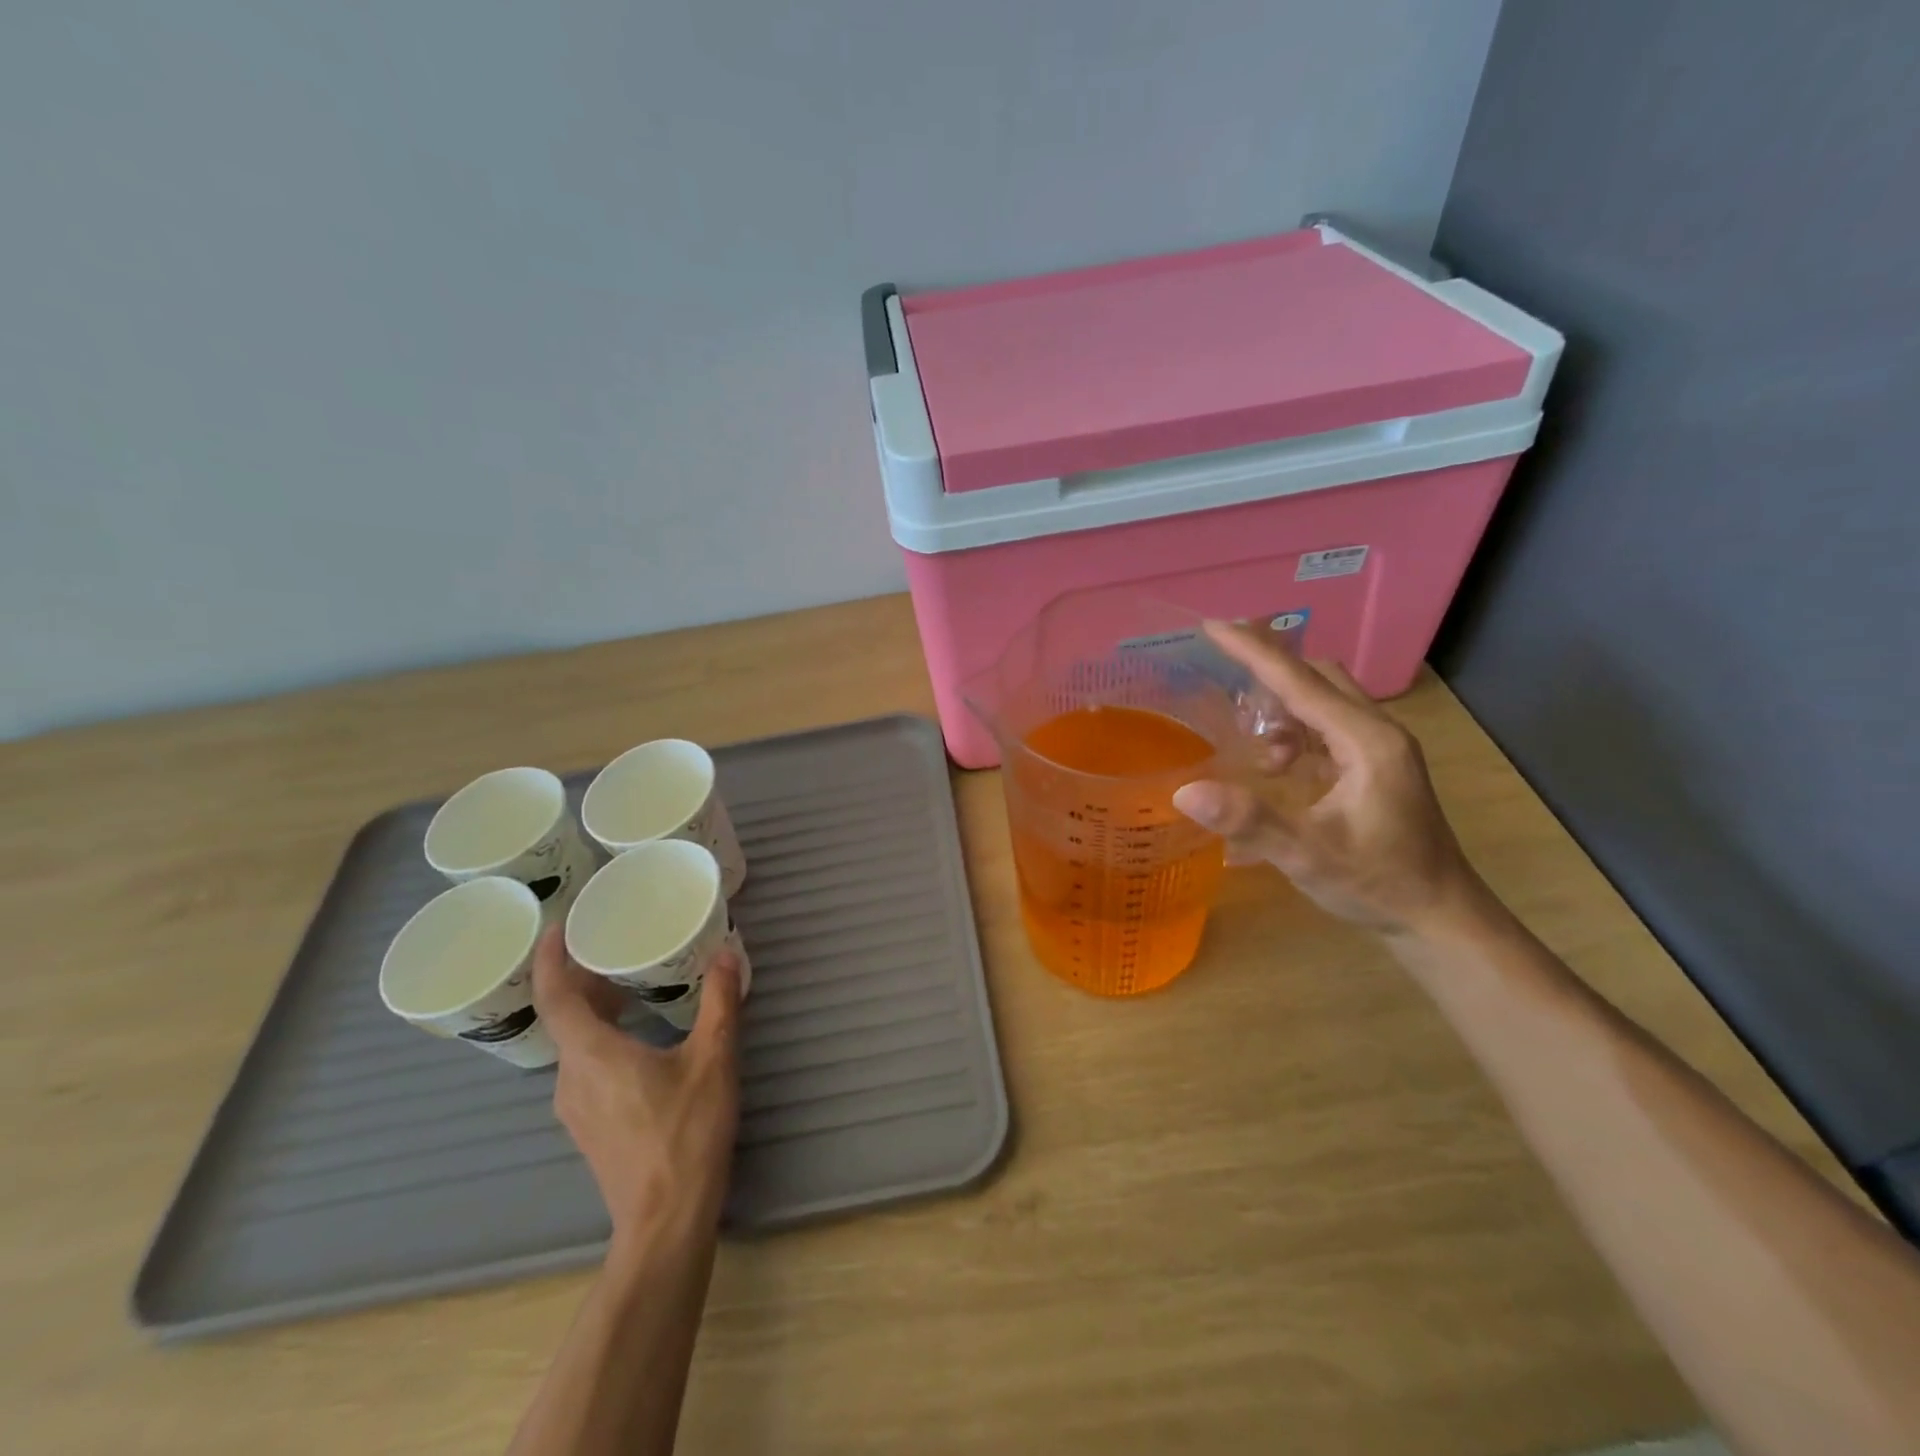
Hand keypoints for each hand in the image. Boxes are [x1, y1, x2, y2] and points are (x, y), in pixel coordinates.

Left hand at [532, 926, 742, 1247]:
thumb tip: (727, 953)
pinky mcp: (589, 1125)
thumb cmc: (687, 1133)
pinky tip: (642, 1037)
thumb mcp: (714, 1059)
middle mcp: (571, 1077)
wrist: (665, 1221)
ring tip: (633, 985)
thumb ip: (719, 1002)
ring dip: (597, 1009)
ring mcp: (575, 1107)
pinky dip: (604, 1038)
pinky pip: (586, 1066)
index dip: (549, 958)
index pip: (554, 995)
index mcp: (592, 1054)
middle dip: (585, 978)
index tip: (556, 924)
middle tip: (616, 945)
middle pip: (565, 1016)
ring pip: (576, 1044)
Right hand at [1173, 621, 1488, 935]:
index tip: (1212, 626)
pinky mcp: (1376, 766)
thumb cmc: (1378, 882)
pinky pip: (1328, 726)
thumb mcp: (1309, 854)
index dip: (1253, 651)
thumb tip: (1185, 791)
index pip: (1300, 681)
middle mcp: (1377, 732)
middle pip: (1317, 678)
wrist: (1439, 917)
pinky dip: (1296, 731)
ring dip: (1282, 708)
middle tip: (1221, 677)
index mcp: (1366, 741)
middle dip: (1269, 672)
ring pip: (1324, 701)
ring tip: (1252, 744)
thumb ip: (1250, 820)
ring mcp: (1380, 748)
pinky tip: (1277, 766)